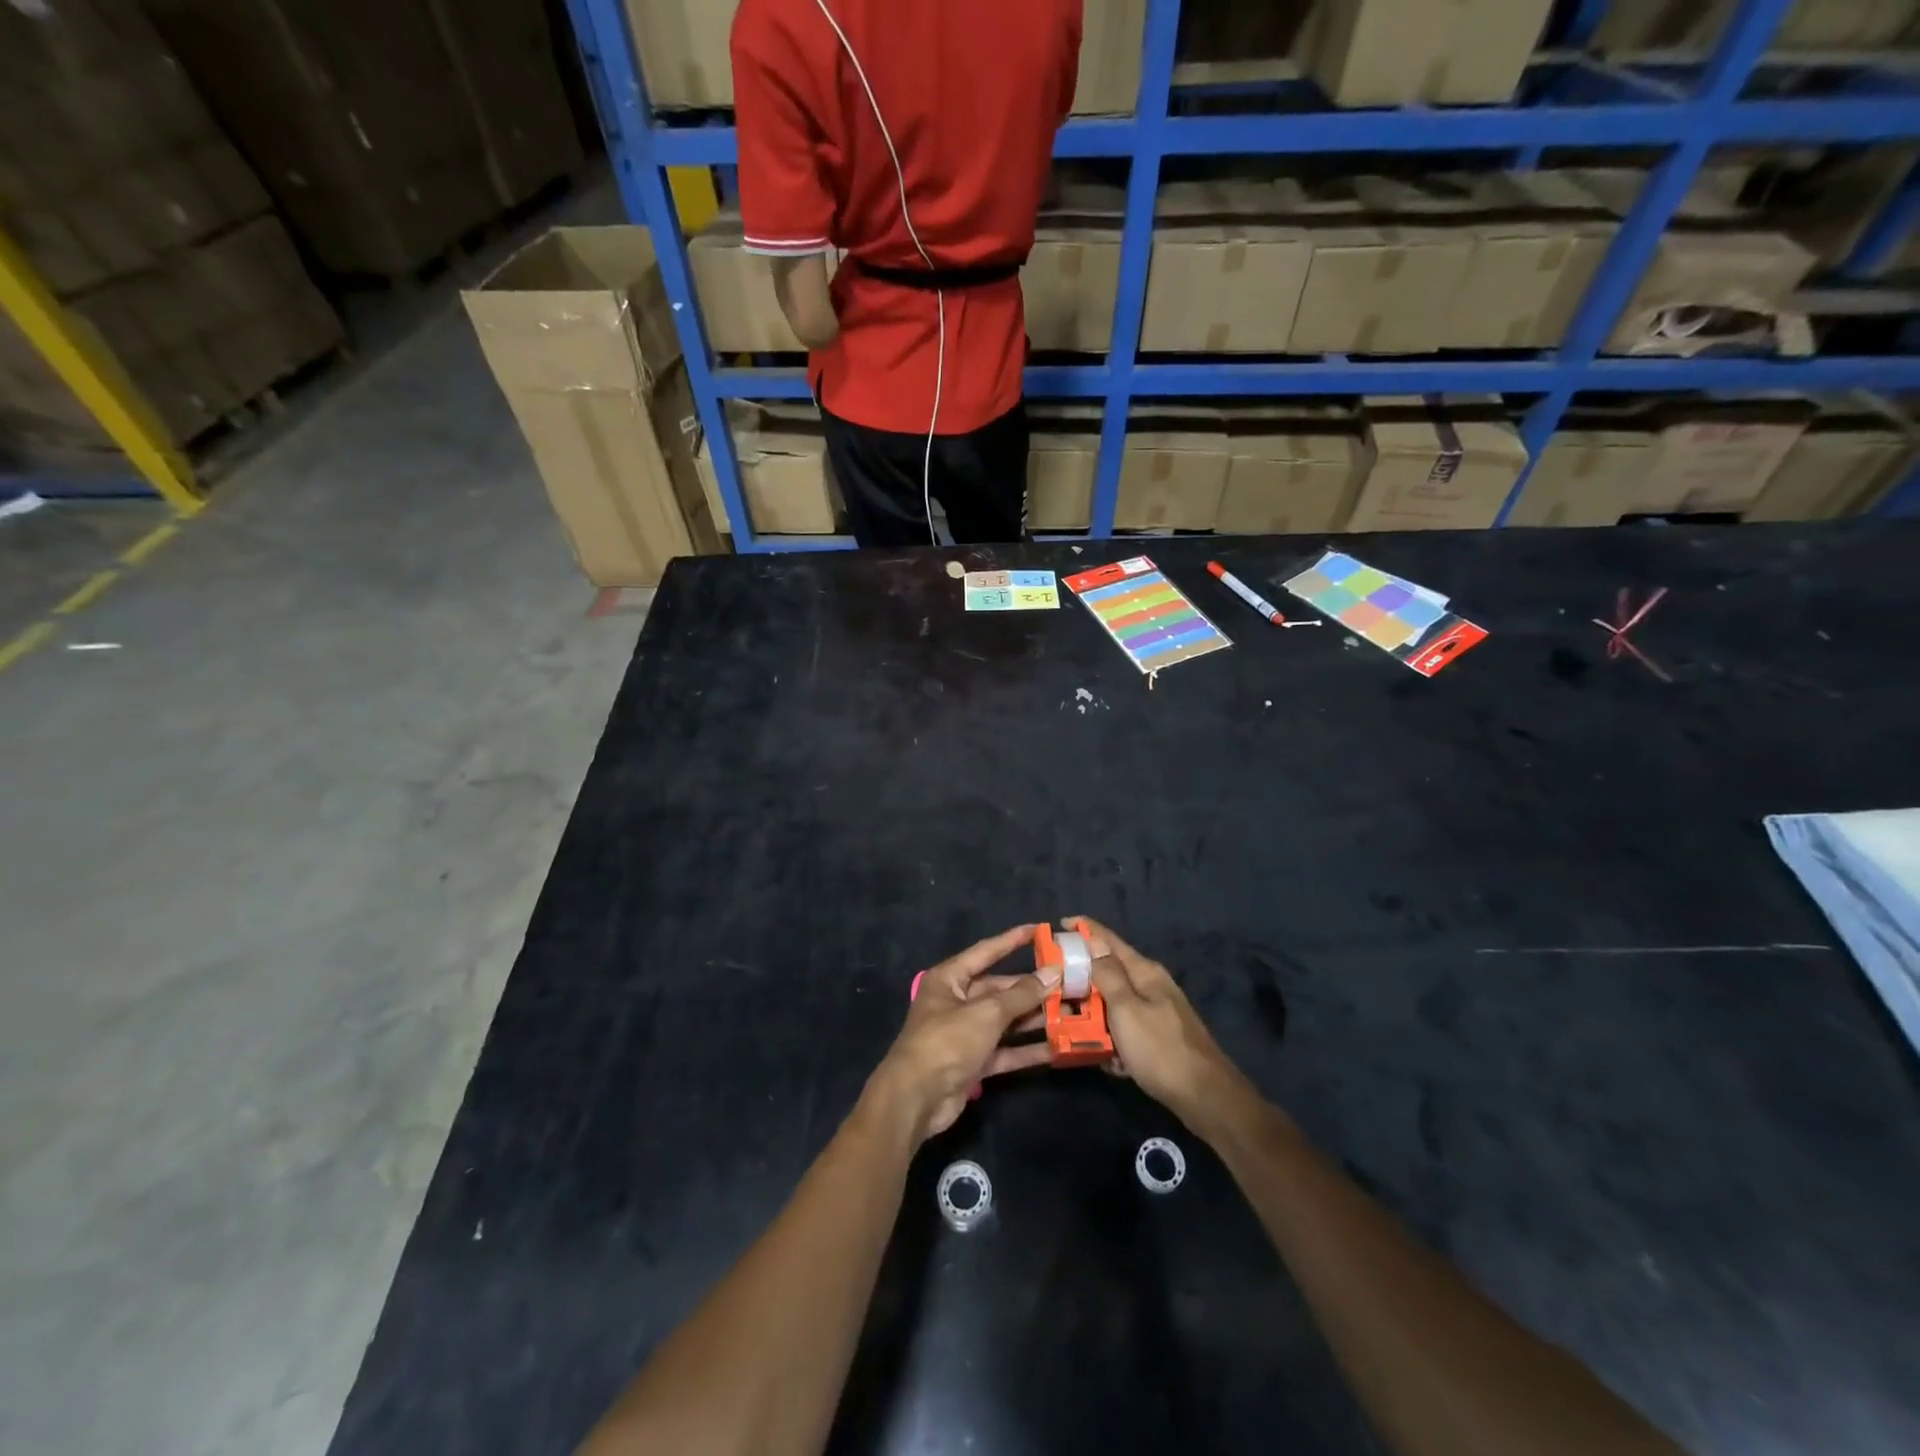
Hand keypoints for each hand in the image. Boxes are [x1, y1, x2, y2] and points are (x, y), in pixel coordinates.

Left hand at [867, 925, 1058, 1143]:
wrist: (917, 1099)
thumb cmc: (947, 1041)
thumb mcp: (987, 1012)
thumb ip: (1021, 995)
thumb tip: (1053, 973)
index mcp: (950, 979)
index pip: (986, 951)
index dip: (1013, 940)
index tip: (1040, 930)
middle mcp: (957, 1001)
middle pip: (1000, 989)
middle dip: (1033, 988)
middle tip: (1068, 983)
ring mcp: (966, 1033)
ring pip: (1006, 1021)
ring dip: (1035, 1019)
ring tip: (1071, 1013)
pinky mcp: (974, 1062)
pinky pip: (1005, 1050)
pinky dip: (1027, 1049)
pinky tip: (1056, 1048)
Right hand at [1077, 917, 1249, 1133]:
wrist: (1205, 1097)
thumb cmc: (1160, 1049)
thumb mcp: (1126, 1009)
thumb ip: (1108, 974)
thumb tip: (1093, 940)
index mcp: (1144, 972)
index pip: (1109, 940)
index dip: (1084, 930)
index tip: (1058, 924)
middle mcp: (1151, 986)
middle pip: (1110, 972)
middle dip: (1082, 978)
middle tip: (1053, 985)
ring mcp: (1156, 1013)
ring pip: (1114, 1003)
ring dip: (1093, 1013)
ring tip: (1068, 1023)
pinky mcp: (1158, 1038)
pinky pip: (1125, 1030)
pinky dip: (1111, 1039)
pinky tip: (1103, 1057)